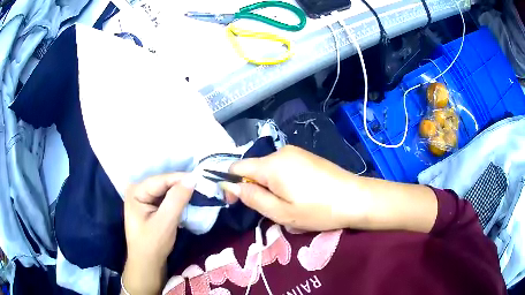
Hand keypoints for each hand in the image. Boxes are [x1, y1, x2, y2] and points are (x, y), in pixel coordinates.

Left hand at [122, 173, 195, 294]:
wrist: (147, 263)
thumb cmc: (153, 244)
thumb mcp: (165, 222)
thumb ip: (177, 199)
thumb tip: (192, 178)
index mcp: (136, 191)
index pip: (161, 180)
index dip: (181, 178)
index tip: (201, 179)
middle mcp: (138, 190)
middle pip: (163, 183)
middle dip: (182, 185)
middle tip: (202, 186)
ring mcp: (143, 198)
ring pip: (166, 190)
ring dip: (181, 192)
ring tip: (198, 192)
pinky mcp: (150, 206)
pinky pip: (166, 198)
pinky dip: (177, 200)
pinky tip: (188, 200)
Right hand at [220, 146, 366, 230]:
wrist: (355, 198)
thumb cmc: (317, 209)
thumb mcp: (280, 212)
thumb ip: (251, 197)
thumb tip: (229, 184)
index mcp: (272, 164)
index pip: (237, 166)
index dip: (231, 184)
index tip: (238, 203)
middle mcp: (281, 151)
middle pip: (253, 168)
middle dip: (254, 188)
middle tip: (271, 209)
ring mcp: (296, 152)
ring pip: (269, 169)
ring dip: (269, 186)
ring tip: (287, 203)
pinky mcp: (306, 156)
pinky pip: (283, 167)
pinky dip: (281, 181)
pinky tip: (298, 193)